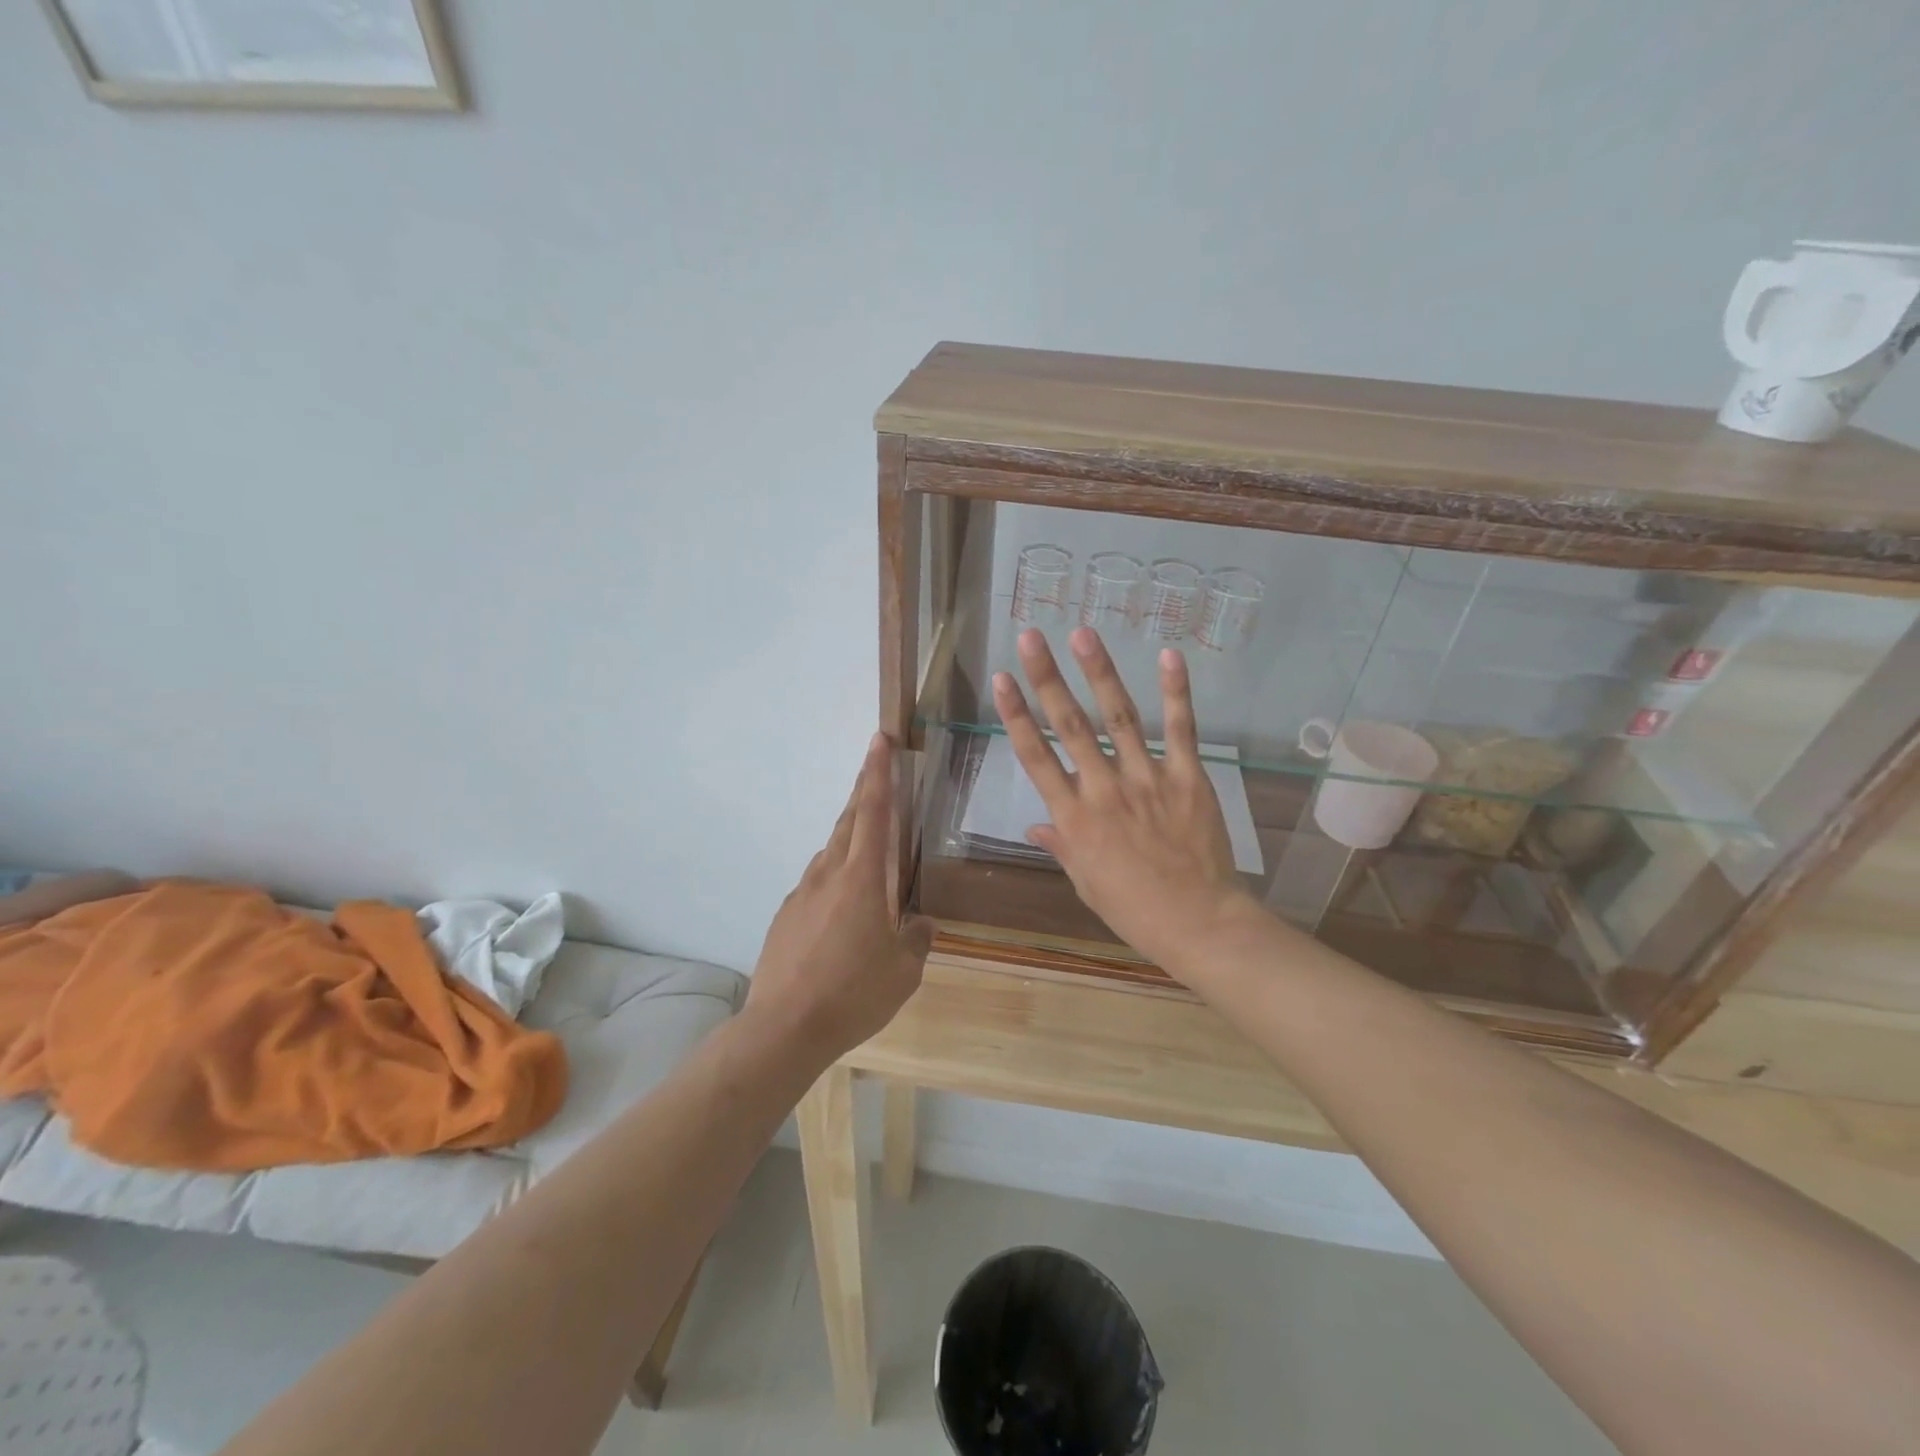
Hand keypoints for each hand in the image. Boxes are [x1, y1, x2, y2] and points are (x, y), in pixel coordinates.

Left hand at [744, 733, 935, 1065]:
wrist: (783, 1028)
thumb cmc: (853, 994)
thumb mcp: (903, 972)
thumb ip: (917, 940)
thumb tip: (922, 924)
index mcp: (862, 878)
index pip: (872, 811)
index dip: (877, 773)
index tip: (879, 740)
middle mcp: (828, 874)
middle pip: (848, 822)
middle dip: (863, 792)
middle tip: (877, 773)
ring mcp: (801, 894)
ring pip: (830, 853)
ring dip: (849, 841)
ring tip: (869, 859)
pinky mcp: (785, 916)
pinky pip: (815, 884)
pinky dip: (833, 880)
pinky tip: (841, 913)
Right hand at [993, 628, 1253, 969]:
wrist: (1199, 923)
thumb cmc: (1134, 910)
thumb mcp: (1086, 882)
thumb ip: (1061, 845)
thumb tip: (1035, 825)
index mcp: (1074, 818)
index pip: (1036, 757)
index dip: (1016, 715)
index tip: (1002, 680)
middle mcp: (1104, 790)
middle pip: (1069, 726)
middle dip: (1047, 679)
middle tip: (1032, 638)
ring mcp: (1148, 780)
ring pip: (1119, 718)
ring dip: (1099, 673)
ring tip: (1082, 634)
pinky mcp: (1188, 778)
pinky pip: (1181, 730)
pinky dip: (1176, 693)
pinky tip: (1168, 657)